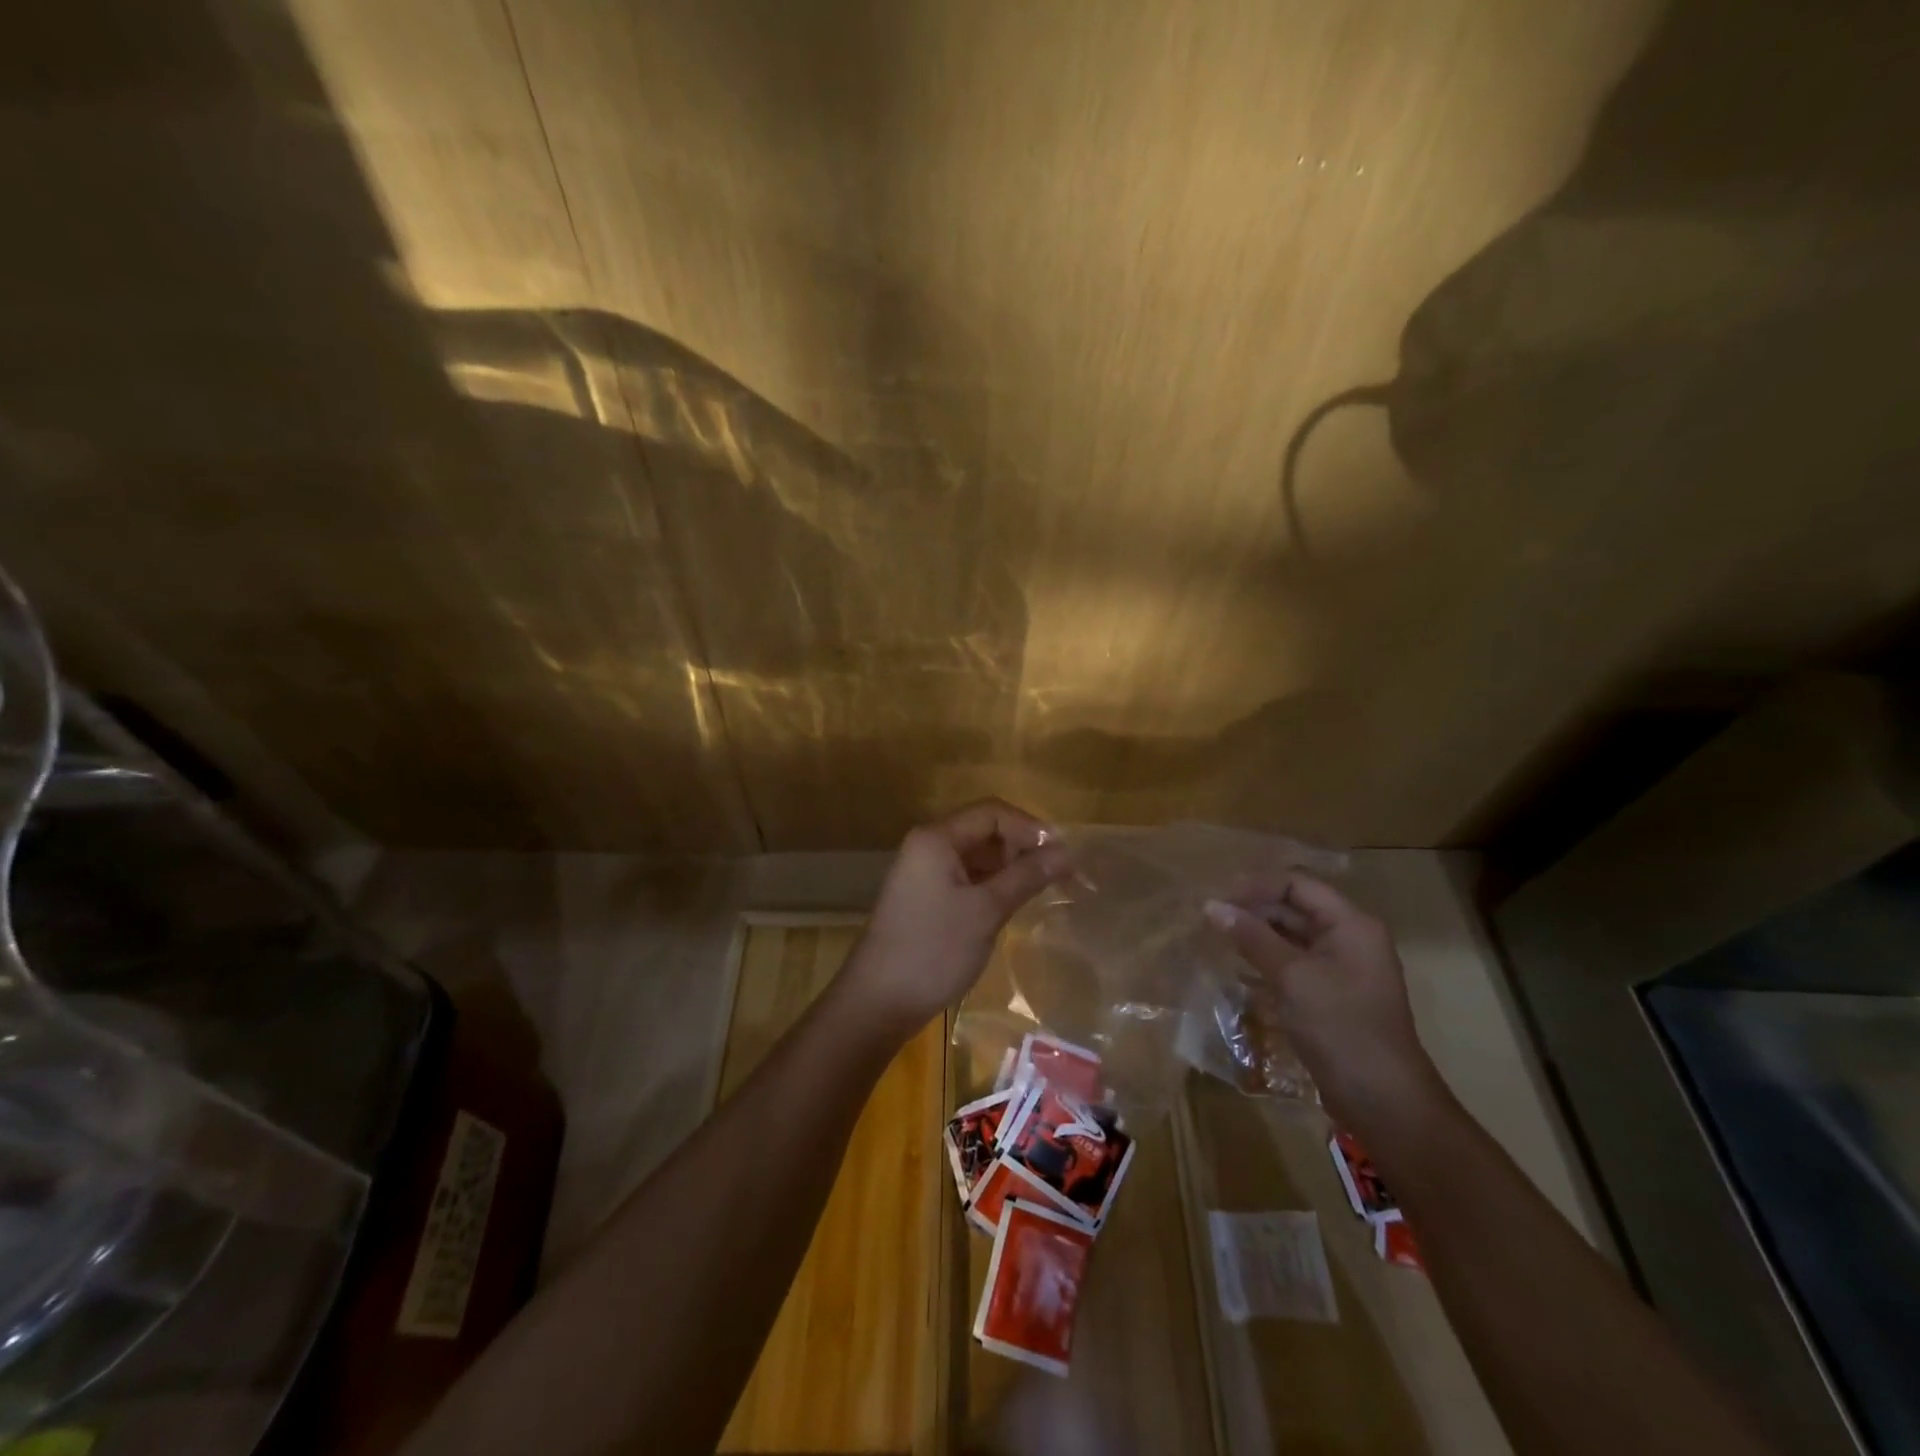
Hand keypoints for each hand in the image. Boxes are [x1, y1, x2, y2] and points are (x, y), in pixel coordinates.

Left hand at [838, 799, 1070, 1038]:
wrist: (877, 1003)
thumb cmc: (933, 950)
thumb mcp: (986, 911)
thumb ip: (1026, 876)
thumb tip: (1067, 852)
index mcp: (936, 838)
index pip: (992, 812)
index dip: (1031, 828)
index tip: (1064, 854)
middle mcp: (927, 846)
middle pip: (984, 831)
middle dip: (1022, 847)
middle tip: (1059, 875)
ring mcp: (924, 873)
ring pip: (976, 857)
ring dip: (1010, 868)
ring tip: (1043, 890)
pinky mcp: (925, 898)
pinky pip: (965, 878)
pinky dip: (992, 885)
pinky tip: (1013, 904)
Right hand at [1205, 874, 1444, 1131]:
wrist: (1383, 1103)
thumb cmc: (1341, 1029)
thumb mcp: (1293, 977)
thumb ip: (1252, 937)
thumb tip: (1211, 906)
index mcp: (1351, 925)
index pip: (1297, 884)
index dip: (1257, 886)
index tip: (1218, 900)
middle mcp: (1348, 939)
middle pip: (1294, 908)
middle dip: (1252, 910)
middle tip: (1210, 920)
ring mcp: (1339, 970)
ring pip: (1290, 937)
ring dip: (1255, 936)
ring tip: (1215, 940)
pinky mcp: (1328, 996)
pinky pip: (1292, 965)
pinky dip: (1264, 962)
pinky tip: (1236, 969)